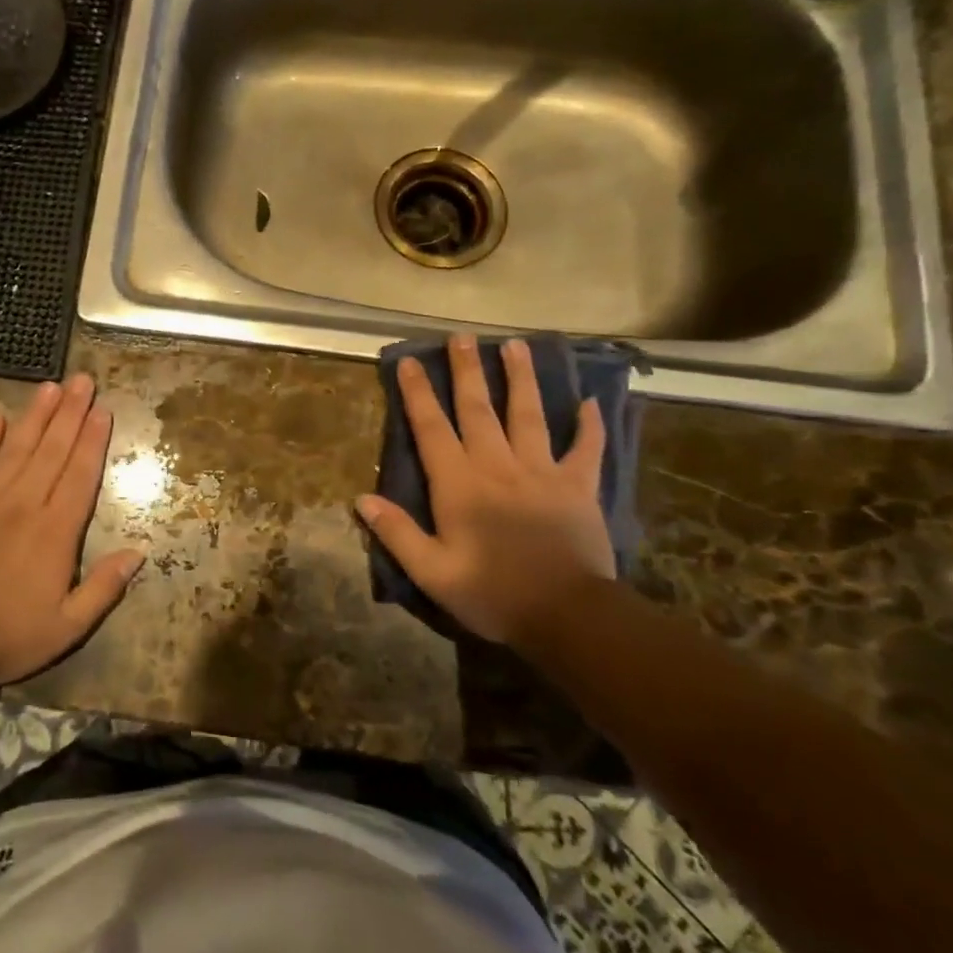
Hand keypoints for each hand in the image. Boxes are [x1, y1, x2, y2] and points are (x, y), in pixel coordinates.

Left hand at [0, 374, 144, 684]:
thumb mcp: (66, 627)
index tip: (103, 411)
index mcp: (55, 531)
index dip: (93, 441)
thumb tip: (139, 552)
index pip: (80, 475)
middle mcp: (24, 504)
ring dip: (37, 415)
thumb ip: (104, 589)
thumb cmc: (4, 636)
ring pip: (17, 447)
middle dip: (71, 413)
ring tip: (52, 386)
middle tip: (83, 380)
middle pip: (53, 450)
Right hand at [356, 336, 613, 643]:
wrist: (567, 615)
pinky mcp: (579, 487)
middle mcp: (497, 466)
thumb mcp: (432, 573)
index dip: (418, 393)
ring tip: (515, 346)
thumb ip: (397, 533)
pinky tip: (590, 401)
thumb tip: (362, 498)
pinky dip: (589, 426)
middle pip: (478, 409)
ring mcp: (542, 472)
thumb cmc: (493, 594)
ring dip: (521, 379)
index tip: (410, 361)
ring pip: (529, 415)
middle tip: (463, 337)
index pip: (432, 428)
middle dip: (467, 371)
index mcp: (459, 484)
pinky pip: (586, 450)